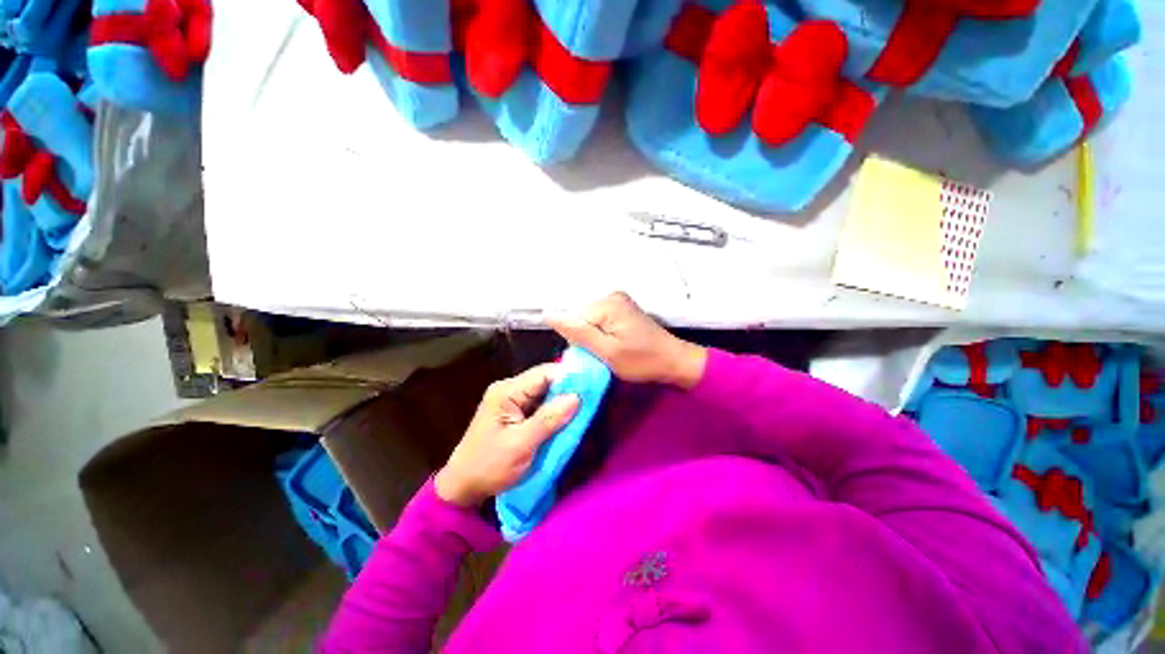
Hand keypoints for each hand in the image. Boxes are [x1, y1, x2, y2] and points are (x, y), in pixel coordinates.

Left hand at [435, 365, 579, 507]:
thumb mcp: (521, 444)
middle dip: (567, 389)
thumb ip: (549, 419)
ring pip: (544, 393)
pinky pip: (539, 405)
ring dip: (561, 401)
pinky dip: (553, 410)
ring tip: (585, 406)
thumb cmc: (489, 466)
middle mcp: (509, 389)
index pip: (544, 373)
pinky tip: (567, 417)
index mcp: (507, 391)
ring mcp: (511, 401)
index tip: (592, 385)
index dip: (568, 376)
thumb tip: (577, 396)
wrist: (462, 488)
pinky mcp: (514, 413)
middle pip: (545, 381)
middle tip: (592, 397)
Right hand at [547, 292, 706, 388]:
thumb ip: (578, 333)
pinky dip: (602, 335)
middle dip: (586, 339)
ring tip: (611, 351)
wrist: (674, 361)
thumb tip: (549, 315)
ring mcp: (618, 301)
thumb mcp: (607, 352)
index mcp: (607, 304)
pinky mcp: (622, 309)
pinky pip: (599, 321)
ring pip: (588, 321)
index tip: (594, 356)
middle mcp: (611, 296)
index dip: (578, 341)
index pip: (573, 319)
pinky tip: (614, 345)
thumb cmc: (642, 361)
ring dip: (594, 338)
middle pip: (580, 318)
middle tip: (604, 355)